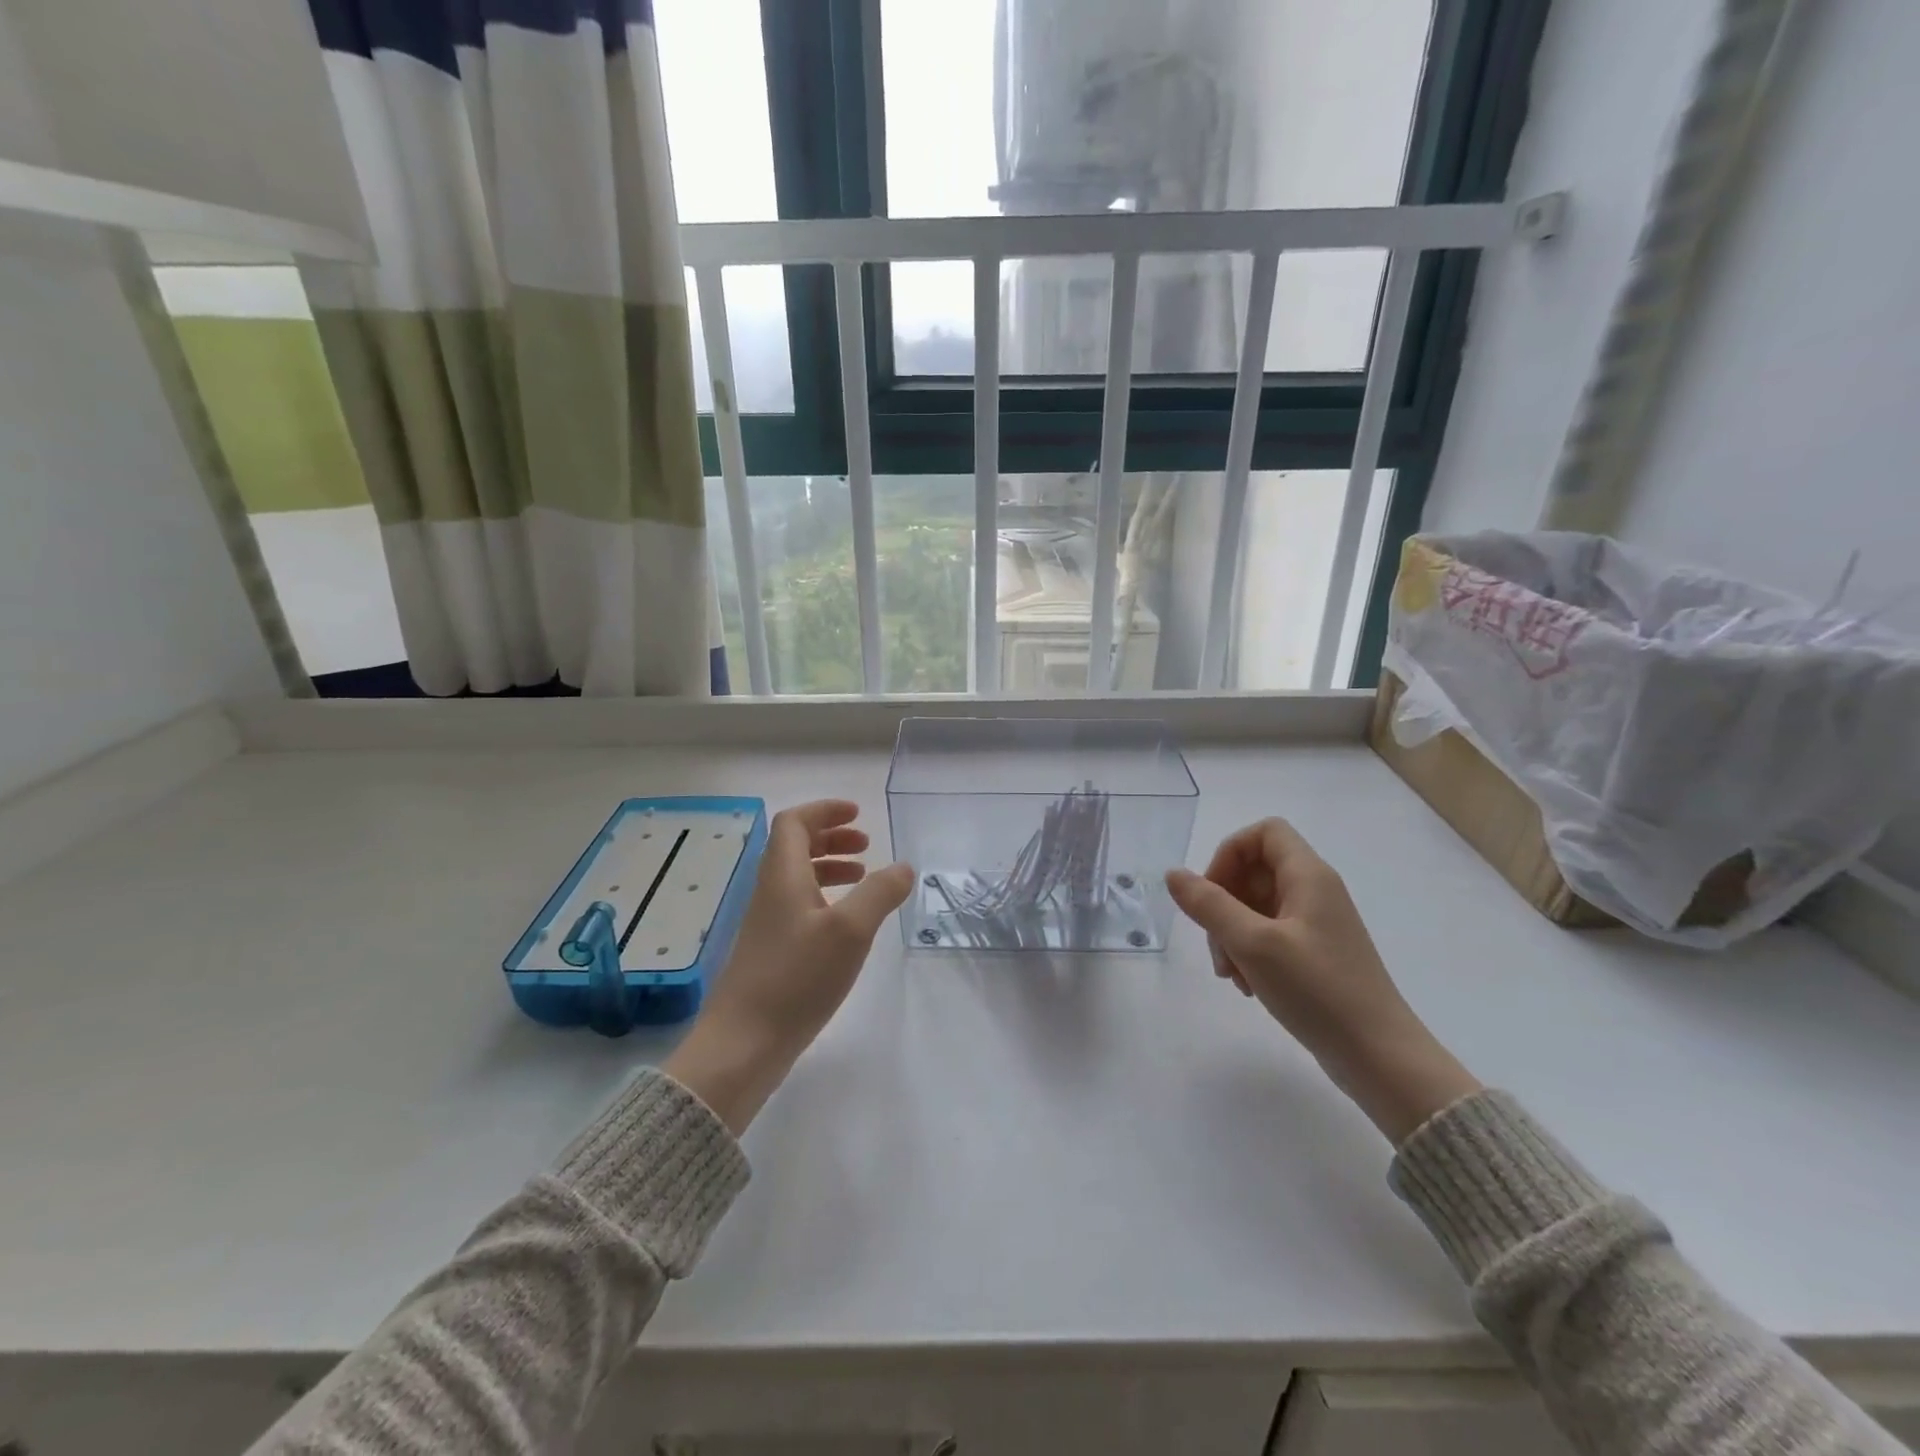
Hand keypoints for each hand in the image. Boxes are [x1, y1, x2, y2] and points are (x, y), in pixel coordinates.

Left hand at [665, 800, 912, 1133]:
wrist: (744, 1043)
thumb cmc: (797, 978)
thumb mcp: (850, 930)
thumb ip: (880, 893)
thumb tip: (903, 866)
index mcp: (782, 875)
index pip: (794, 822)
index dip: (825, 811)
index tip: (858, 814)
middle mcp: (770, 892)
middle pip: (795, 846)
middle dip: (832, 837)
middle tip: (867, 844)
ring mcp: (768, 923)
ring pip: (798, 877)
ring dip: (830, 867)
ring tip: (864, 877)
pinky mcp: (772, 951)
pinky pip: (800, 906)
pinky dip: (826, 898)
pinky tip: (846, 922)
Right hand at [1166, 818, 1479, 1144]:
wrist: (1380, 1057)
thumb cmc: (1317, 990)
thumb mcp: (1252, 944)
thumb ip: (1209, 904)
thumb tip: (1174, 874)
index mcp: (1308, 876)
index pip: (1264, 832)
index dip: (1230, 852)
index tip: (1212, 892)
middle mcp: (1315, 892)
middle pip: (1254, 871)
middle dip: (1223, 902)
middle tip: (1216, 943)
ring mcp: (1316, 924)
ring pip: (1256, 907)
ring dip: (1231, 934)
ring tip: (1231, 975)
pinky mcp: (1315, 955)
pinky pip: (1269, 936)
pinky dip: (1250, 953)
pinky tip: (1248, 986)